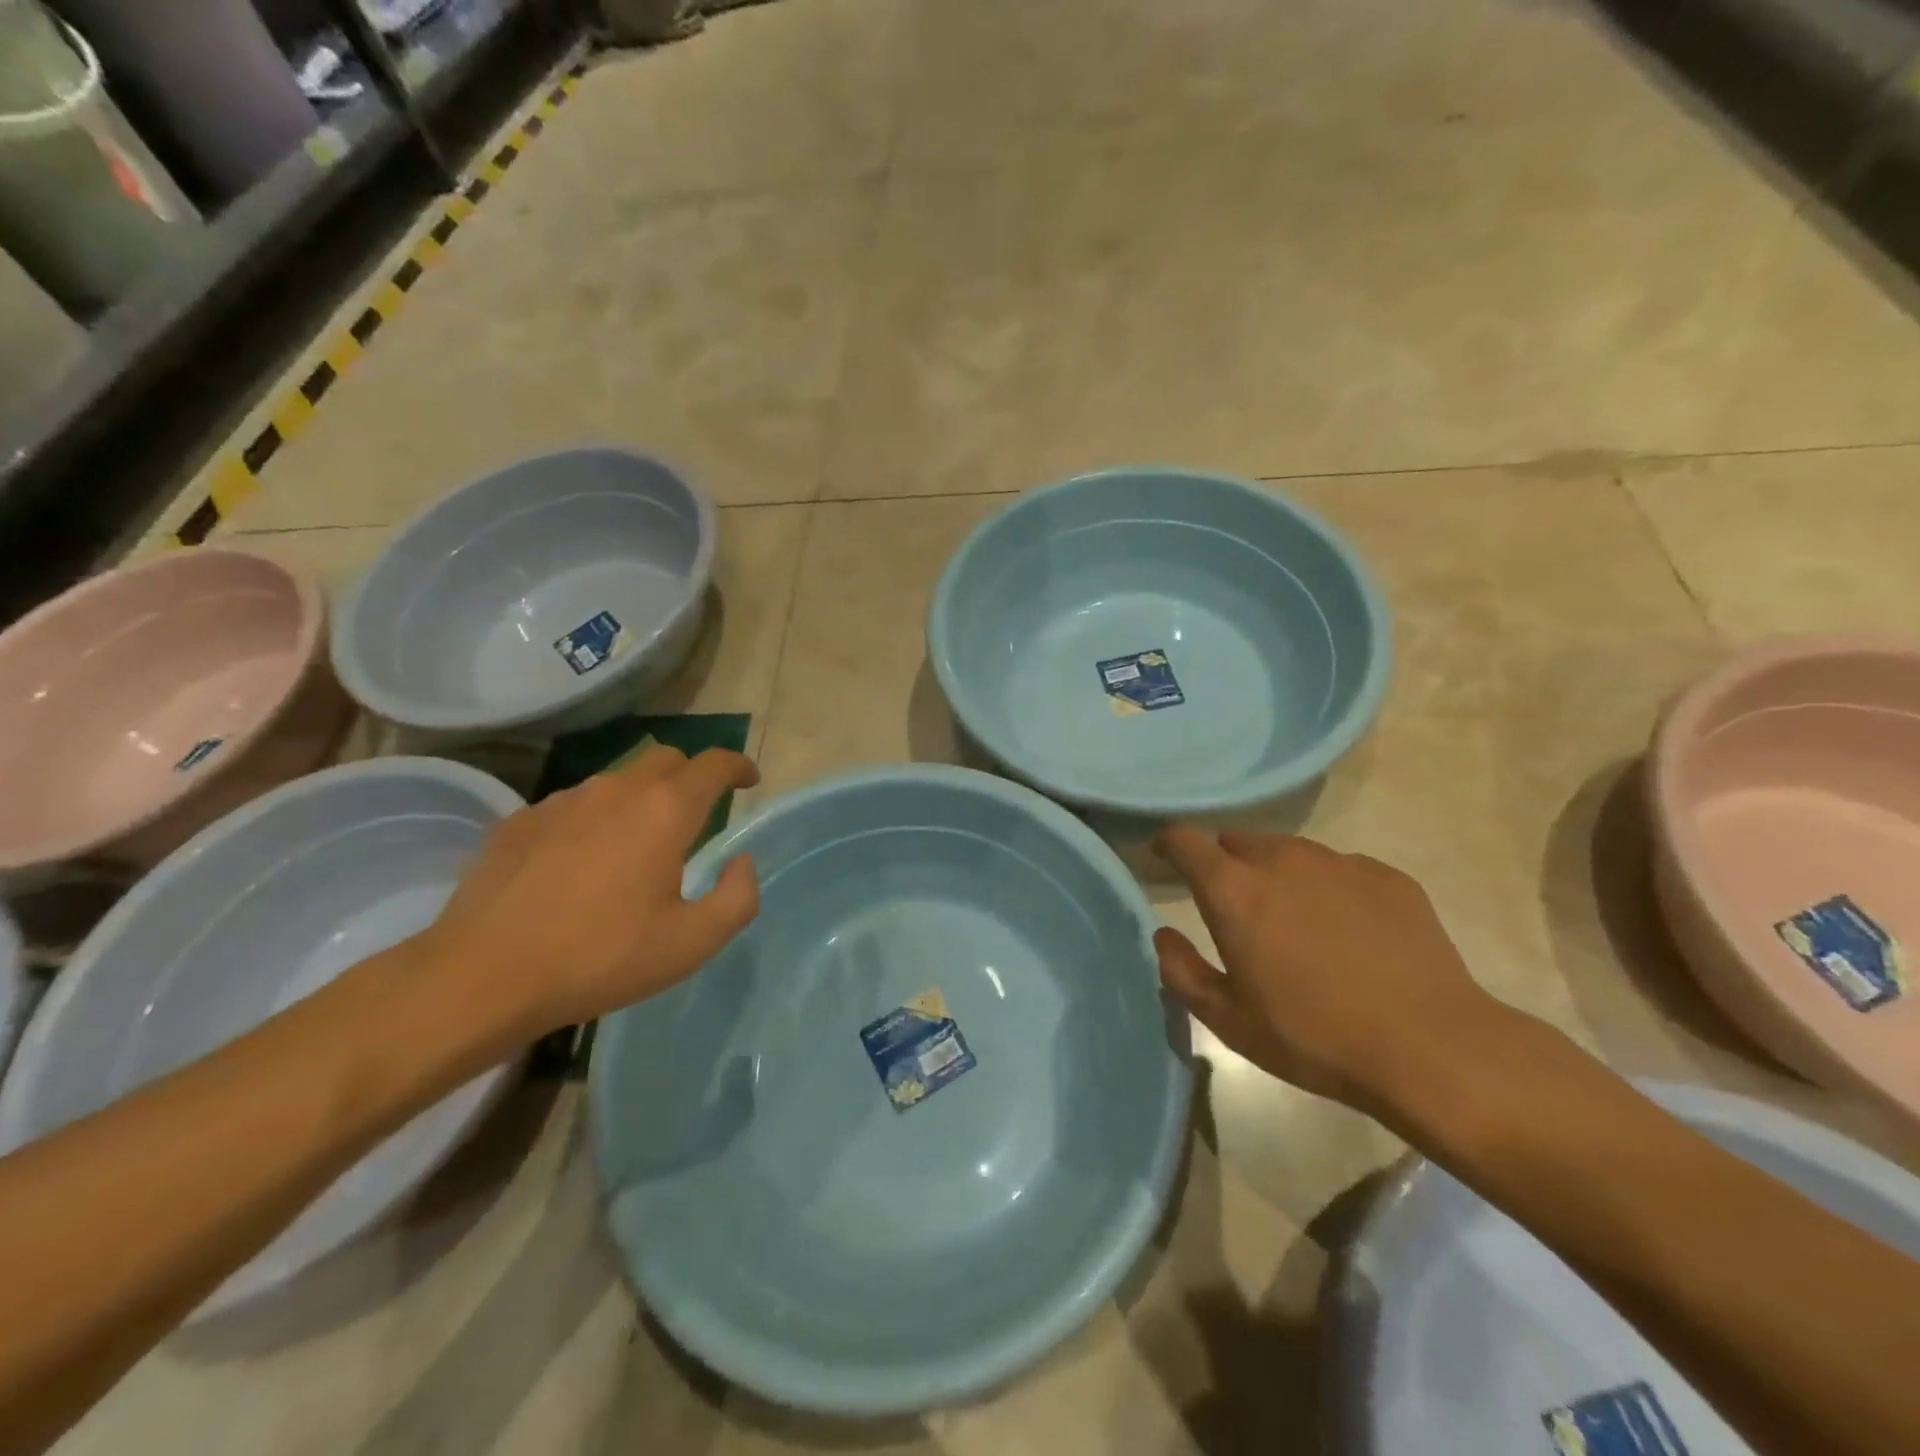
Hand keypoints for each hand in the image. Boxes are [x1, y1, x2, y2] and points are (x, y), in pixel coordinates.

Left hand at [406, 746, 760, 1043]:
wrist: (481, 977)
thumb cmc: (600, 958)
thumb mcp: (692, 943)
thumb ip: (737, 897)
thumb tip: (741, 862)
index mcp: (665, 811)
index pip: (713, 764)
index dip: (738, 766)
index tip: (749, 780)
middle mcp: (617, 790)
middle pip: (667, 760)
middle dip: (692, 777)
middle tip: (698, 816)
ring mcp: (562, 802)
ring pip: (617, 780)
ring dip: (641, 799)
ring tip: (635, 846)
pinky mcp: (518, 820)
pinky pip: (573, 805)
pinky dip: (593, 820)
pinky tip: (580, 862)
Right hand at [1153, 827, 1508, 1113]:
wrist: (1431, 1047)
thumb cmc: (1314, 1037)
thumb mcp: (1229, 1021)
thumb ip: (1182, 971)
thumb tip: (1164, 935)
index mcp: (1234, 891)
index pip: (1186, 840)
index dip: (1169, 844)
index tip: (1164, 858)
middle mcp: (1281, 860)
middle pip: (1238, 842)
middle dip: (1226, 865)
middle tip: (1237, 909)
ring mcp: (1339, 863)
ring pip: (1290, 852)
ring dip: (1278, 875)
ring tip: (1295, 923)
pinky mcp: (1386, 876)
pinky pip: (1340, 870)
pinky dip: (1328, 889)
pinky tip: (1348, 933)